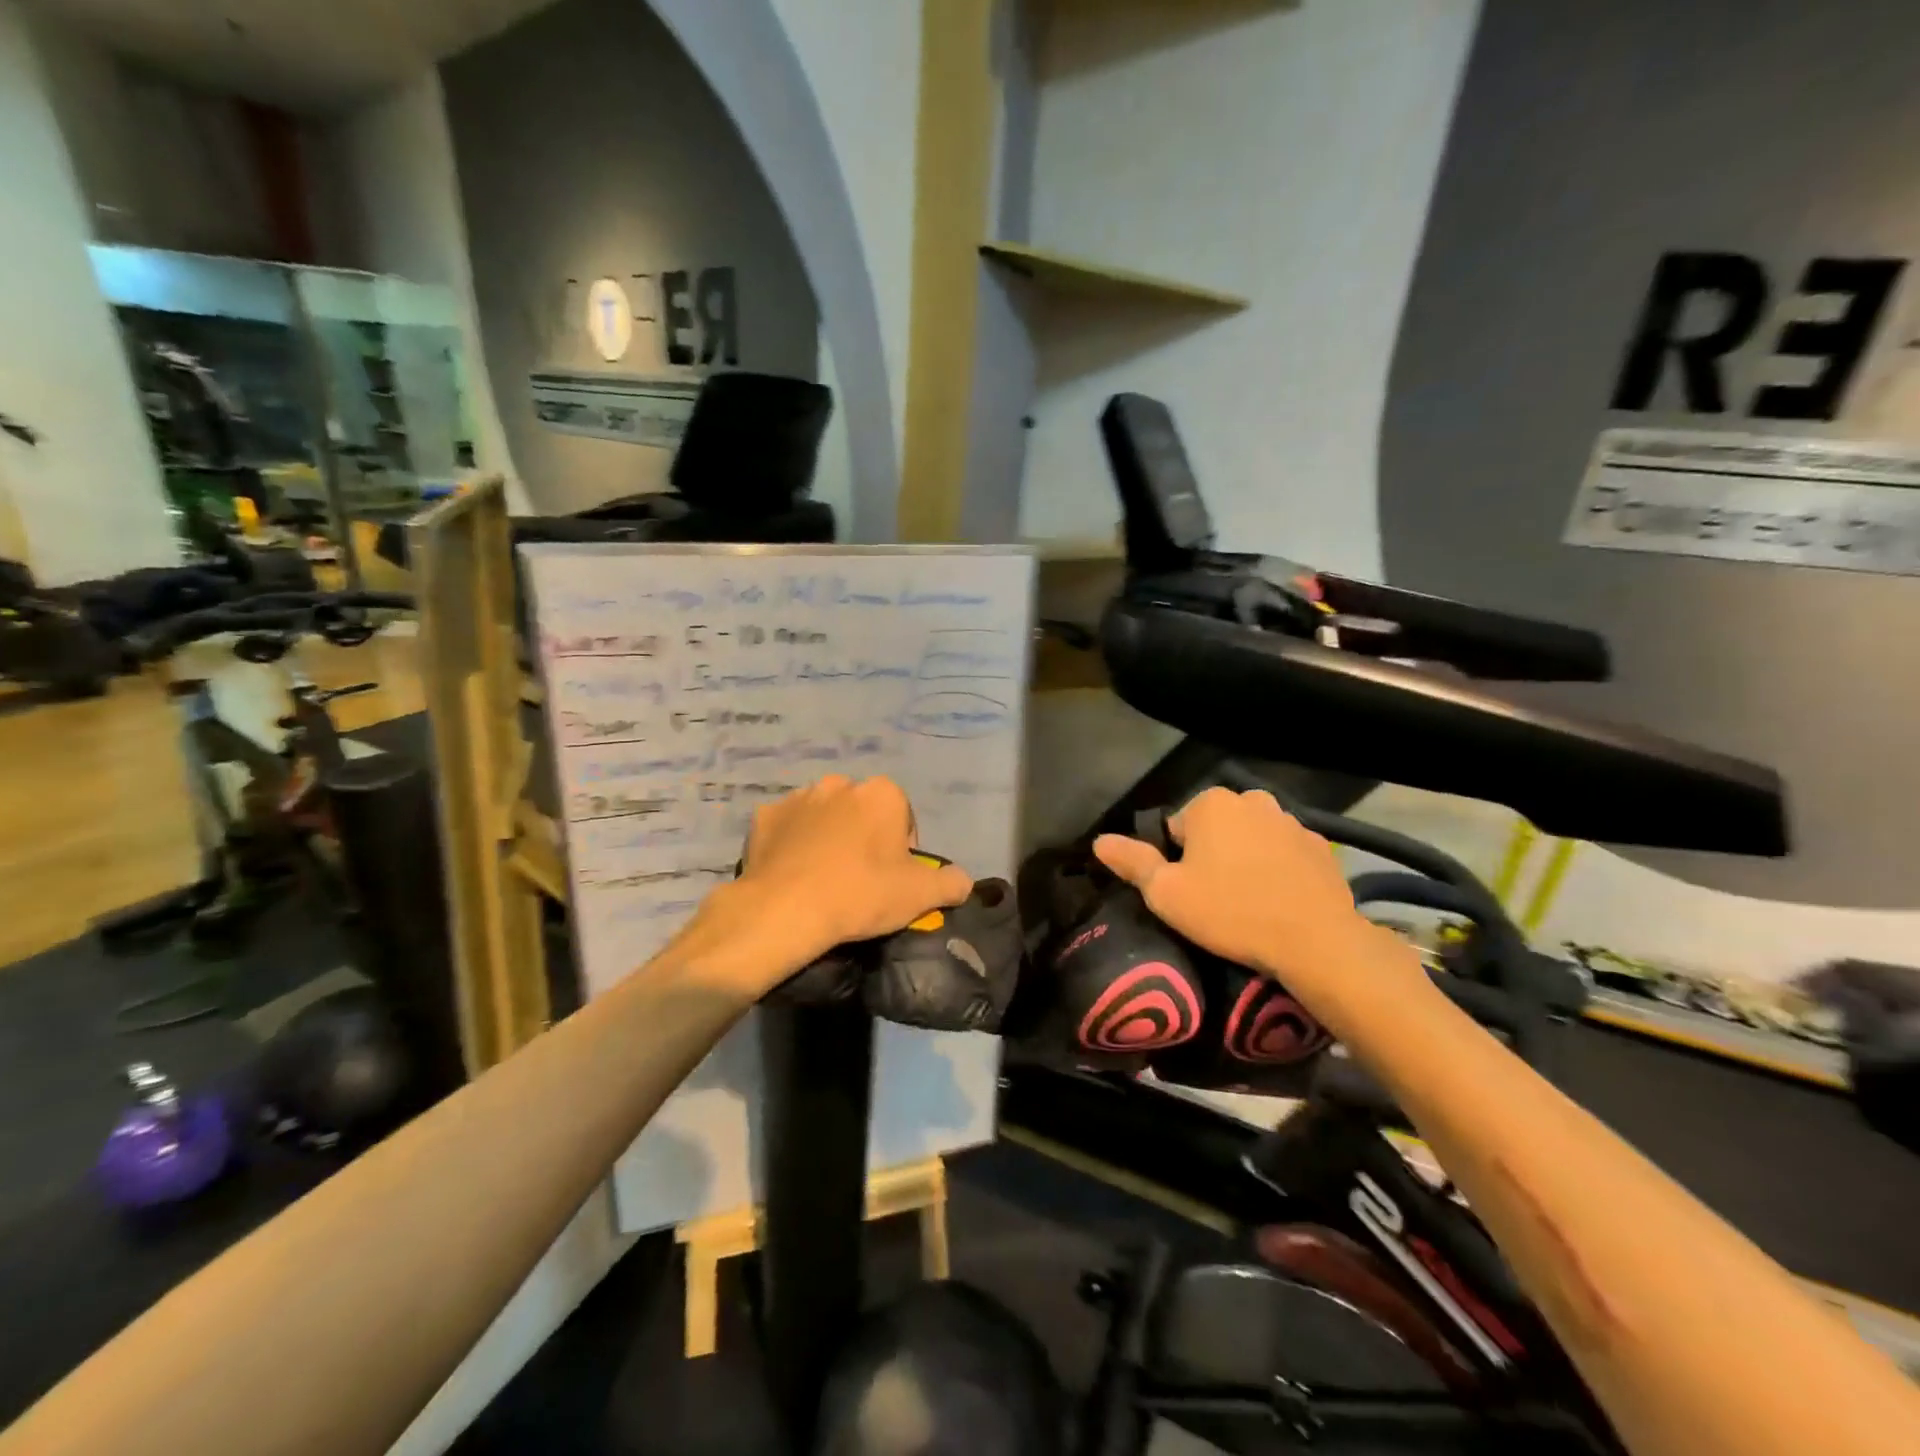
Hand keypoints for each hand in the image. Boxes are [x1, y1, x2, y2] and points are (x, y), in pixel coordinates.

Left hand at [681, 776, 973, 993]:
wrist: (786, 909)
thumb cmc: (861, 894)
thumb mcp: (920, 895)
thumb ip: (952, 883)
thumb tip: (963, 881)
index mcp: (882, 794)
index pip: (902, 816)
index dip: (901, 848)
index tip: (892, 878)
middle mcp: (840, 784)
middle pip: (862, 812)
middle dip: (863, 837)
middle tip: (858, 879)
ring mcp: (798, 797)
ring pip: (823, 816)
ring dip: (827, 837)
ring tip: (823, 878)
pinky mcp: (764, 817)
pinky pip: (787, 828)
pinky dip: (791, 844)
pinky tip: (791, 873)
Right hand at [1092, 787, 1372, 989]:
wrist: (1316, 941)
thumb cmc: (1230, 912)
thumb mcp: (1166, 893)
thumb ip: (1132, 862)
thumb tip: (1100, 841)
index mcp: (1210, 804)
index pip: (1176, 827)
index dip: (1175, 861)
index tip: (1187, 891)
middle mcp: (1252, 799)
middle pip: (1216, 828)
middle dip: (1211, 854)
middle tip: (1214, 898)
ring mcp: (1292, 821)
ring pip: (1252, 838)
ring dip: (1246, 859)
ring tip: (1248, 902)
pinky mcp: (1322, 846)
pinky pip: (1285, 853)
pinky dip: (1278, 869)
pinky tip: (1279, 901)